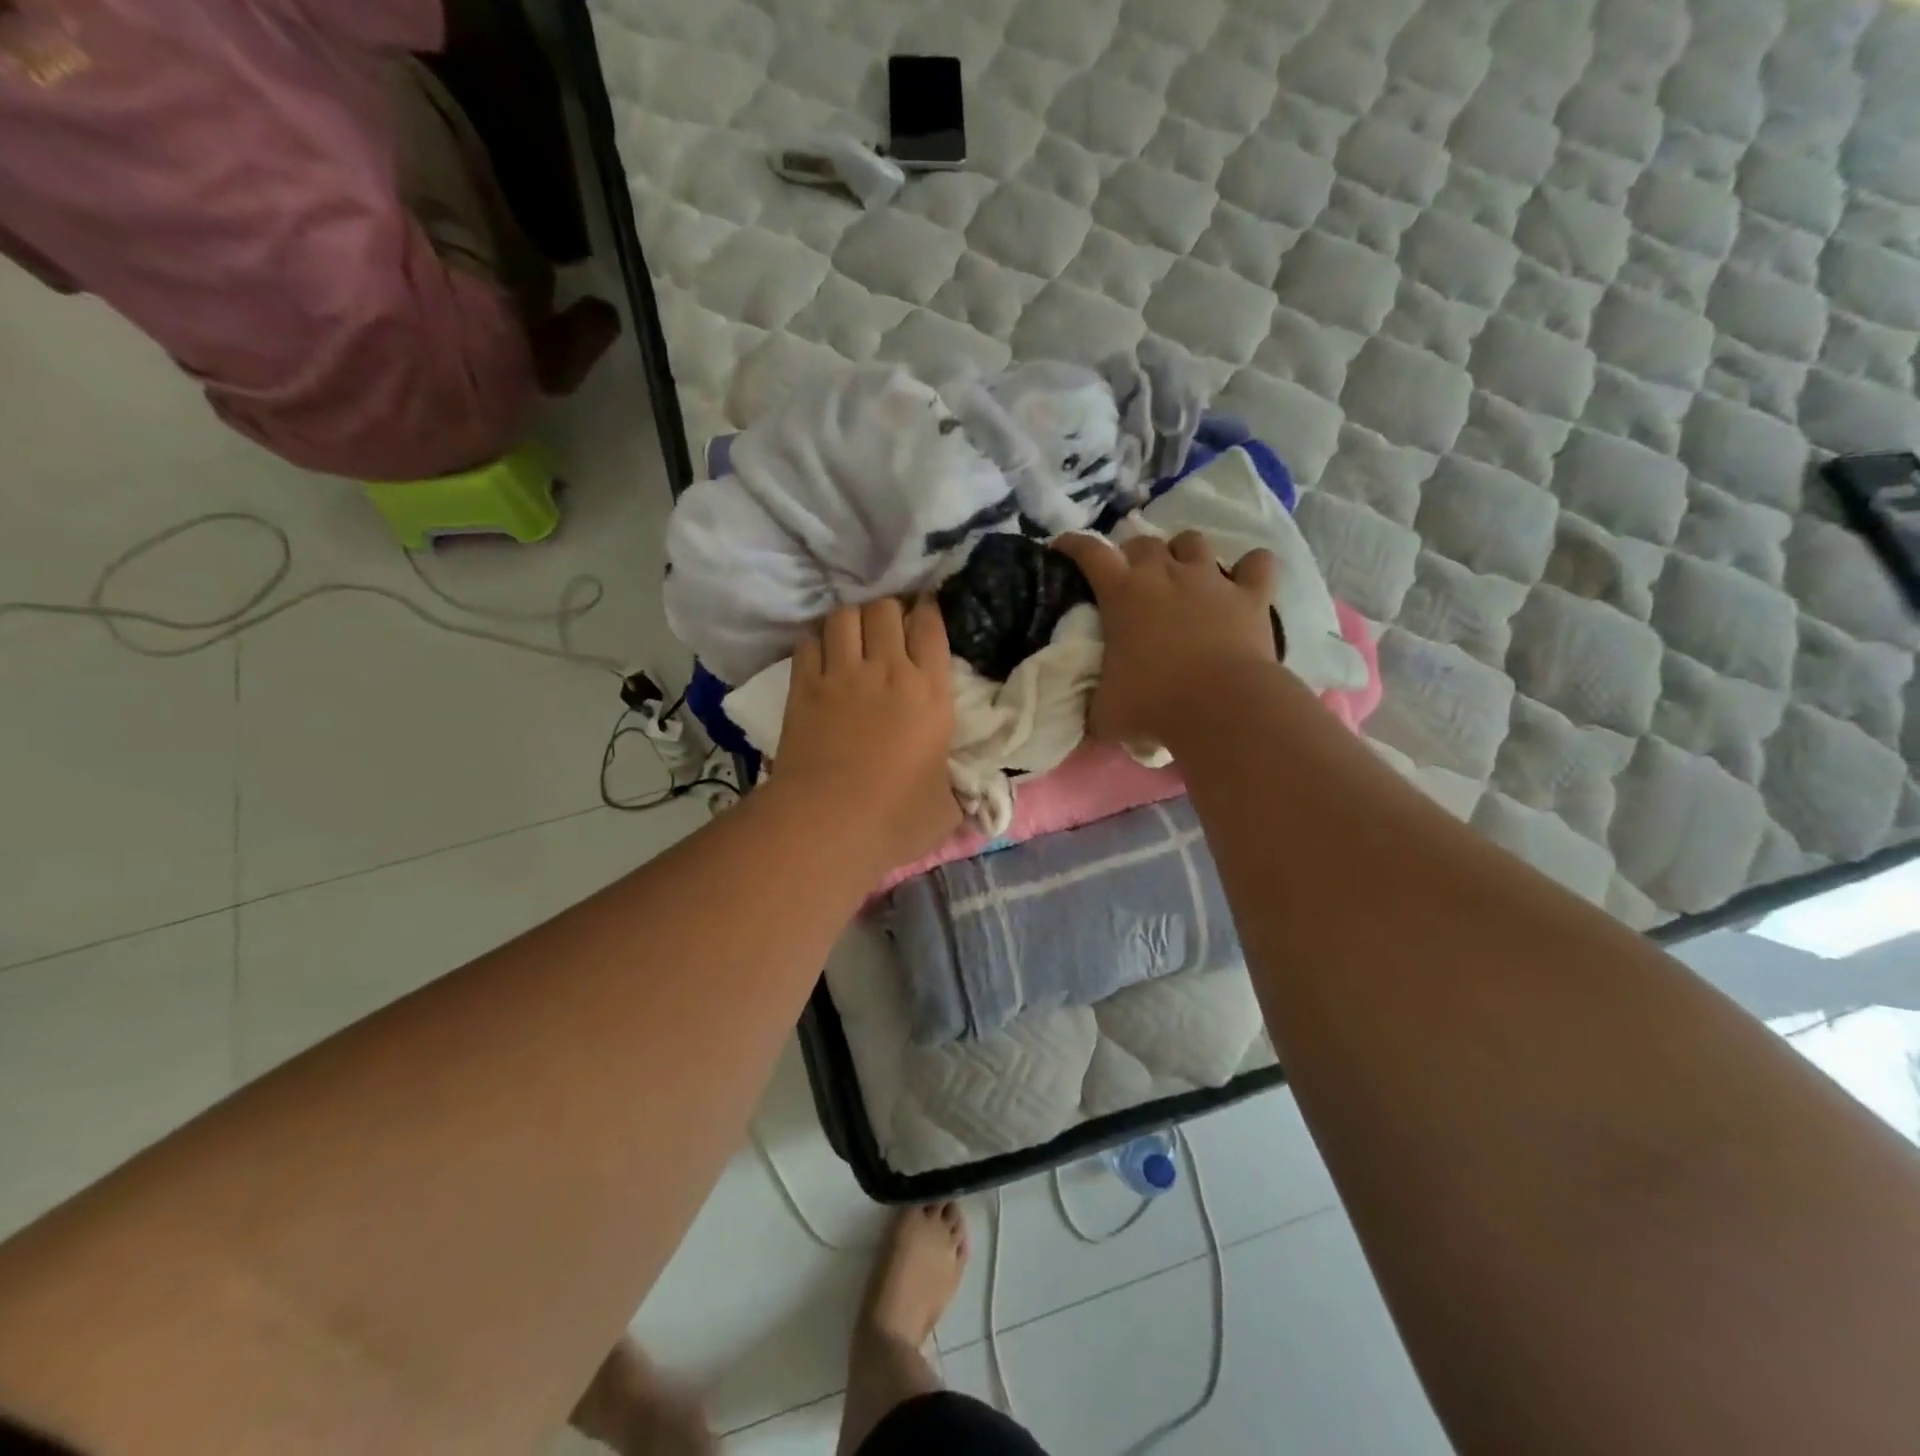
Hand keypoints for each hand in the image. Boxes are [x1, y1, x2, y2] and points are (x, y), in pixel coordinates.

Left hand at [774, 597, 960, 868]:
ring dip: (853, 618)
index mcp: (931, 694)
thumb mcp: (946, 809)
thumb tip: (968, 792)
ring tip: (855, 634)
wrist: (827, 826)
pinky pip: (809, 641)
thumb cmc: (895, 820)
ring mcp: (842, 675)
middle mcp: (888, 671)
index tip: (925, 613)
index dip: (928, 611)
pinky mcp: (804, 687)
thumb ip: (958, 790)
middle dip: (890, 609)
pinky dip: (817, 640)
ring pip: (846, 615)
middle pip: (886, 609)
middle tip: (889, 627)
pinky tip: (822, 654)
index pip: (931, 627)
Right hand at [1053, 530, 1279, 745]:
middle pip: (1143, 543)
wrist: (1221, 708)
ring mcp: (1211, 580)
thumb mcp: (1103, 711)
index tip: (1062, 548)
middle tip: (1131, 580)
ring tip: (1182, 575)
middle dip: (1133, 555)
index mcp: (1122, 594)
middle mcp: (1164, 574)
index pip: (1090, 553)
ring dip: (1183, 553)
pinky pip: (1257, 563)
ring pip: (1193, 541)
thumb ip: (1092, 702)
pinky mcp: (1251, 595)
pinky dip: (1250, 568)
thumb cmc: (1153, 704)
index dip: (1073, 545)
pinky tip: (1244, 580)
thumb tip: (1089, 712)